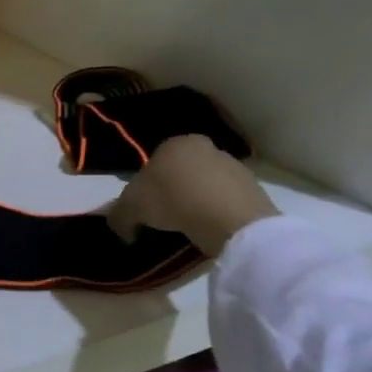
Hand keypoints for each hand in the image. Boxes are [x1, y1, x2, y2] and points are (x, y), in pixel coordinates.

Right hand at [107, 136, 279, 256]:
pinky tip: (211, 229)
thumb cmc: (173, 200)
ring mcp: (232, 165)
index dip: (145, 188)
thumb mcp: (131, 208)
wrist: (229, 217)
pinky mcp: (253, 187)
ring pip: (205, 184)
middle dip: (172, 192)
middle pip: (180, 172)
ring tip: (190, 228)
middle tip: (165, 219)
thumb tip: (120, 226)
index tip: (143, 210)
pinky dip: (217, 212)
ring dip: (196, 201)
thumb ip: (119, 215)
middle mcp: (205, 146)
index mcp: (174, 142)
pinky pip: (225, 200)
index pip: (153, 163)